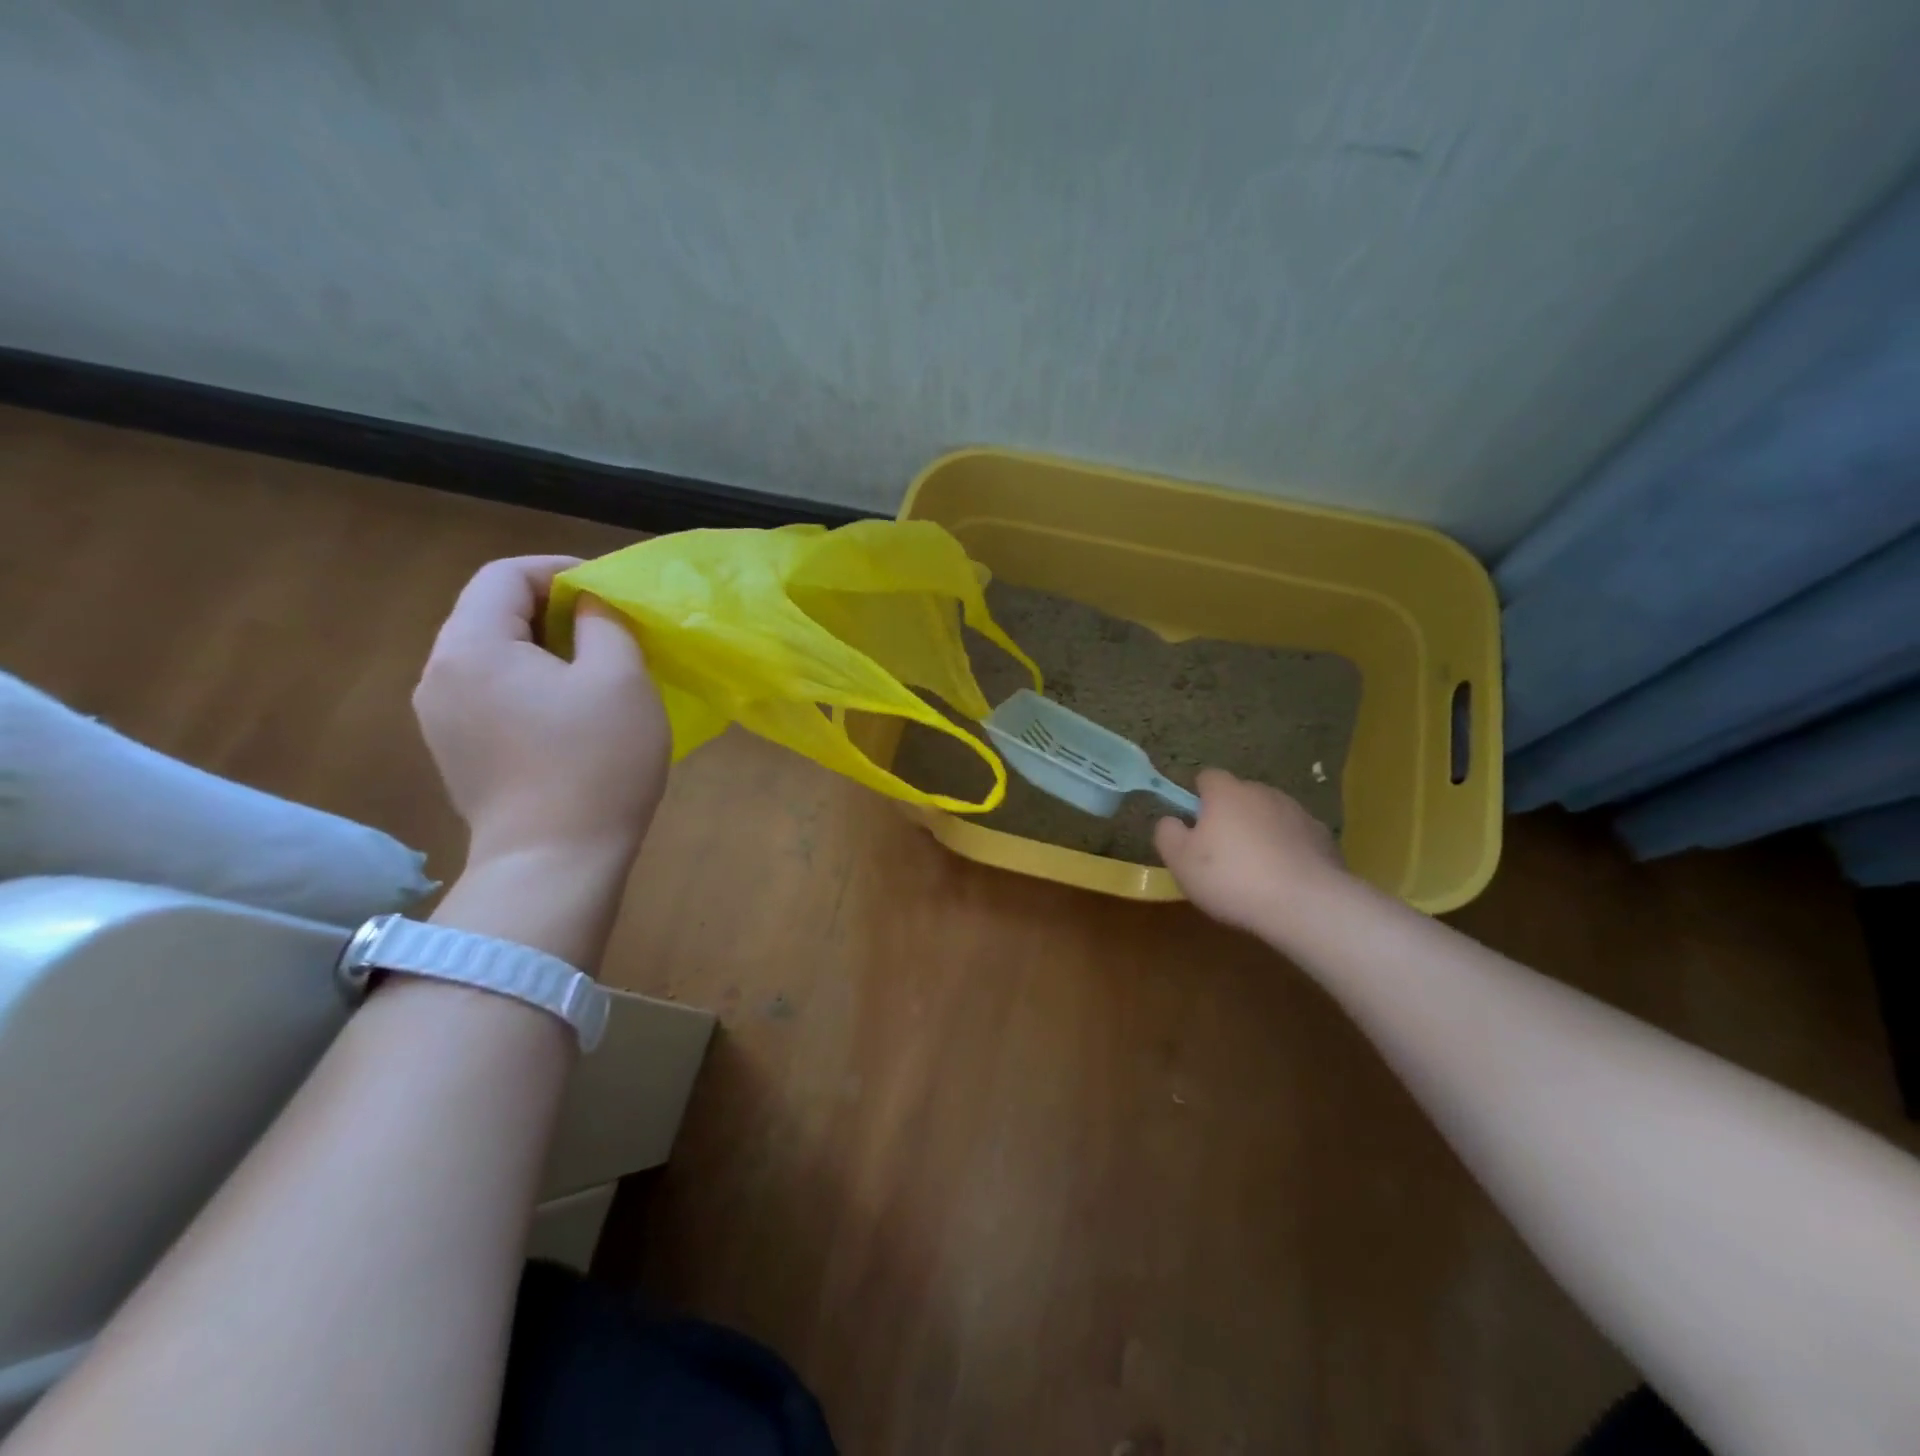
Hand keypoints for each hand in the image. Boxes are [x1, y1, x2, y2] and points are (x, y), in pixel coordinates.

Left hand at [414, 556, 670, 867]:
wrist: (554, 861)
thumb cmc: (596, 763)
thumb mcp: (620, 679)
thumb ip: (605, 623)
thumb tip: (589, 606)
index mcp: (473, 647)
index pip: (504, 576)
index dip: (558, 569)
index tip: (606, 589)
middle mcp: (439, 674)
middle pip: (489, 613)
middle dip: (550, 608)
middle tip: (606, 626)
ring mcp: (439, 717)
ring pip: (488, 654)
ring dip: (538, 646)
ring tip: (590, 666)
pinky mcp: (453, 750)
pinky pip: (487, 691)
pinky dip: (525, 681)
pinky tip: (565, 709)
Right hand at [1154, 769, 1345, 934]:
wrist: (1305, 904)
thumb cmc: (1231, 878)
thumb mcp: (1180, 861)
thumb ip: (1167, 833)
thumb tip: (1172, 820)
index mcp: (1226, 792)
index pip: (1207, 777)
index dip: (1197, 797)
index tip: (1194, 825)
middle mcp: (1263, 792)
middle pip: (1239, 796)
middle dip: (1230, 816)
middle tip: (1221, 853)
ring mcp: (1297, 812)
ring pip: (1269, 815)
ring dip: (1260, 832)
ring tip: (1255, 870)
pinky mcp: (1323, 837)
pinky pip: (1295, 837)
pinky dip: (1287, 849)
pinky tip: (1283, 879)